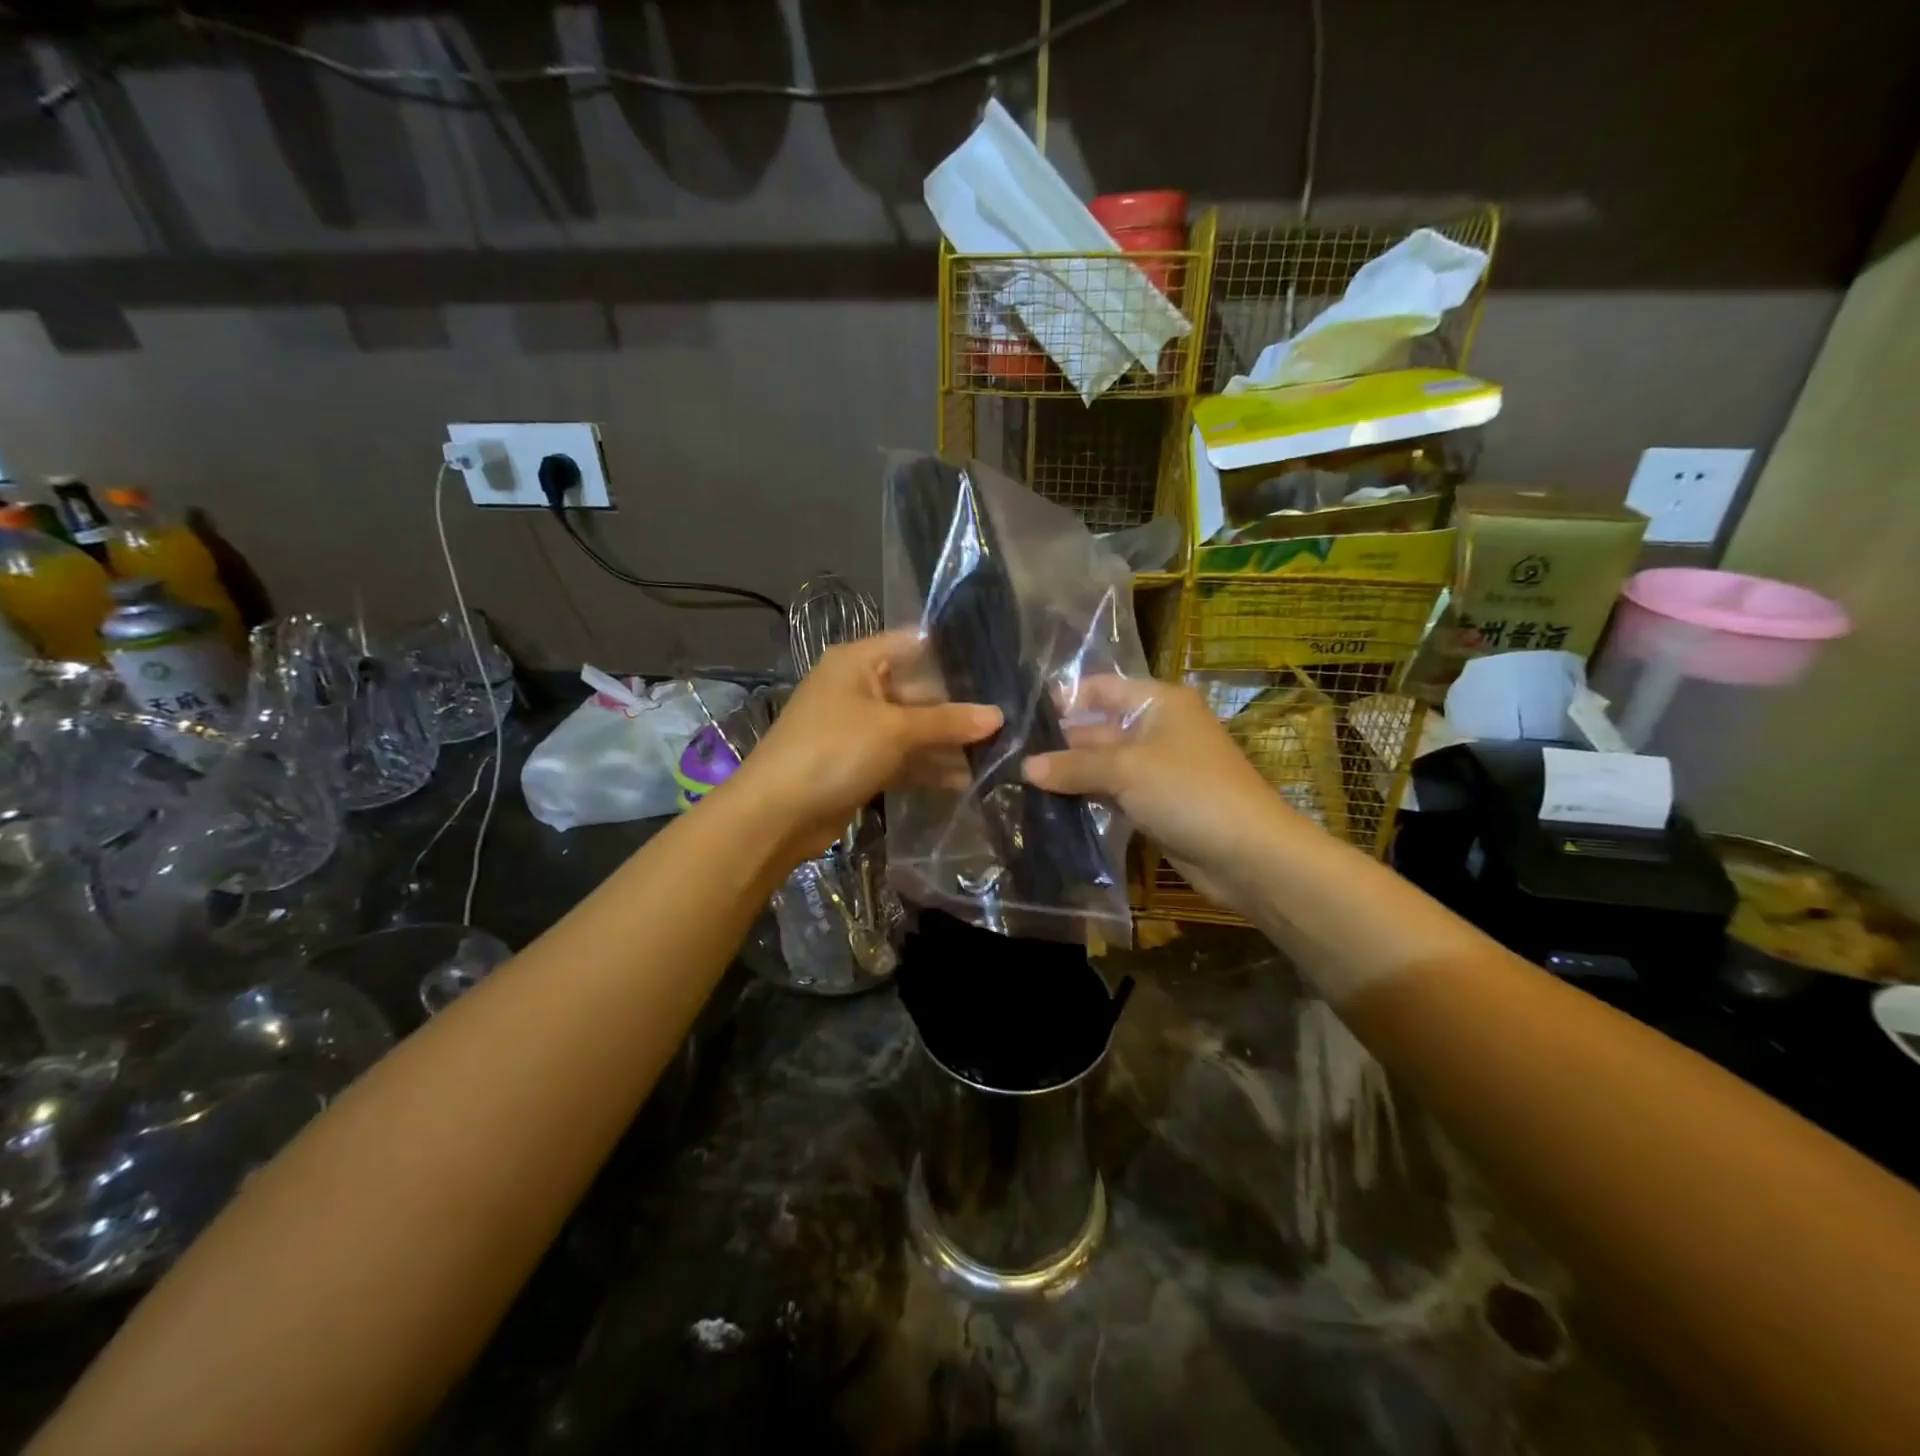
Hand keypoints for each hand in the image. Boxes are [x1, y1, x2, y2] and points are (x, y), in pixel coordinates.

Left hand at [726, 630, 1001, 858]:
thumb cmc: (834, 750)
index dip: (953, 655)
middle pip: (917, 690)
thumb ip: (947, 721)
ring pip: (912, 728)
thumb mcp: (895, 730)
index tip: (997, 668)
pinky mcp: (859, 763)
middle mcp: (858, 688)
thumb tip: (998, 716)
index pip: (913, 644)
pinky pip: (901, 757)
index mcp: (858, 662)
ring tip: (995, 754)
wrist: (777, 813)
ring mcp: (858, 728)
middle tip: (1007, 721)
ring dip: (947, 743)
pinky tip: (966, 780)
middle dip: (957, 709)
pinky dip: (928, 766)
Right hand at [1022, 676, 1305, 910]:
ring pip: (1103, 764)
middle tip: (1012, 758)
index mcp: (1157, 703)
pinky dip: (1087, 797)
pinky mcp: (1155, 803)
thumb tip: (1025, 767)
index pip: (1100, 688)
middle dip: (1060, 743)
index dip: (1064, 700)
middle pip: (1098, 727)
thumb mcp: (1126, 770)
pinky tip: (1051, 805)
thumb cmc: (1189, 791)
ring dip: (1070, 774)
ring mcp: (1156, 768)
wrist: (1248, 854)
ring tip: (1021, 782)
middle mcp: (1156, 729)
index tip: (1022, 720)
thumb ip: (1074, 766)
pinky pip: (1113, 793)